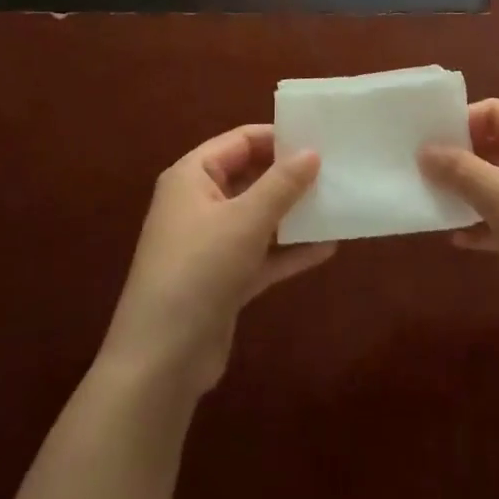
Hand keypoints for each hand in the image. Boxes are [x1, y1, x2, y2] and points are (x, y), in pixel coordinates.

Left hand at [99, 126, 334, 397]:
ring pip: (258, 217)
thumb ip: (282, 184)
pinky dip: (289, 250)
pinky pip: (261, 254)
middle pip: (250, 176)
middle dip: (290, 176)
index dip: (278, 137)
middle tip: (335, 169)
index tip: (320, 138)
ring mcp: (210, 244)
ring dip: (293, 213)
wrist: (161, 361)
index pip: (240, 141)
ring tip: (337, 203)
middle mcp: (199, 203)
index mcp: (192, 176)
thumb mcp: (245, 220)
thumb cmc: (200, 270)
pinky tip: (327, 248)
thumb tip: (312, 151)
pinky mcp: (223, 280)